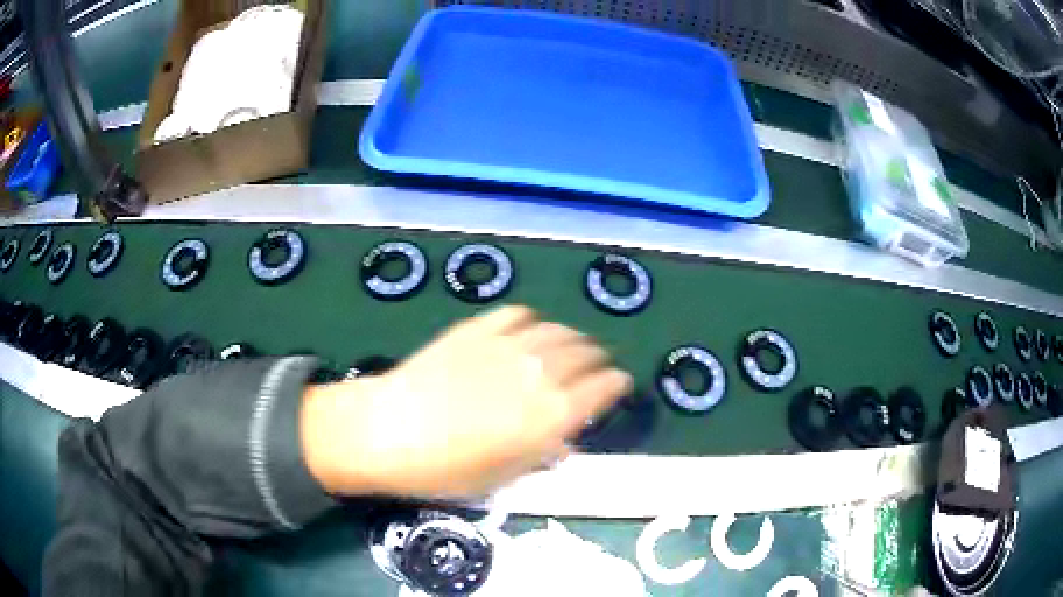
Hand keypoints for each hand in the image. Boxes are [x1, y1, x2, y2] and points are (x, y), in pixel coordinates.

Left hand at [300, 306, 631, 498]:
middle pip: (584, 354)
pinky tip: (530, 327)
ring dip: (572, 336)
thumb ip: (540, 455)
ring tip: (573, 343)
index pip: (602, 389)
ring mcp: (506, 346)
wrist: (386, 432)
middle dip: (598, 358)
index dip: (617, 384)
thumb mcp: (501, 477)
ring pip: (556, 330)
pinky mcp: (476, 330)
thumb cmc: (445, 469)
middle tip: (599, 364)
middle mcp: (539, 374)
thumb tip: (562, 443)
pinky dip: (532, 320)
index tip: (621, 385)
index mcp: (551, 415)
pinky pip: (516, 315)